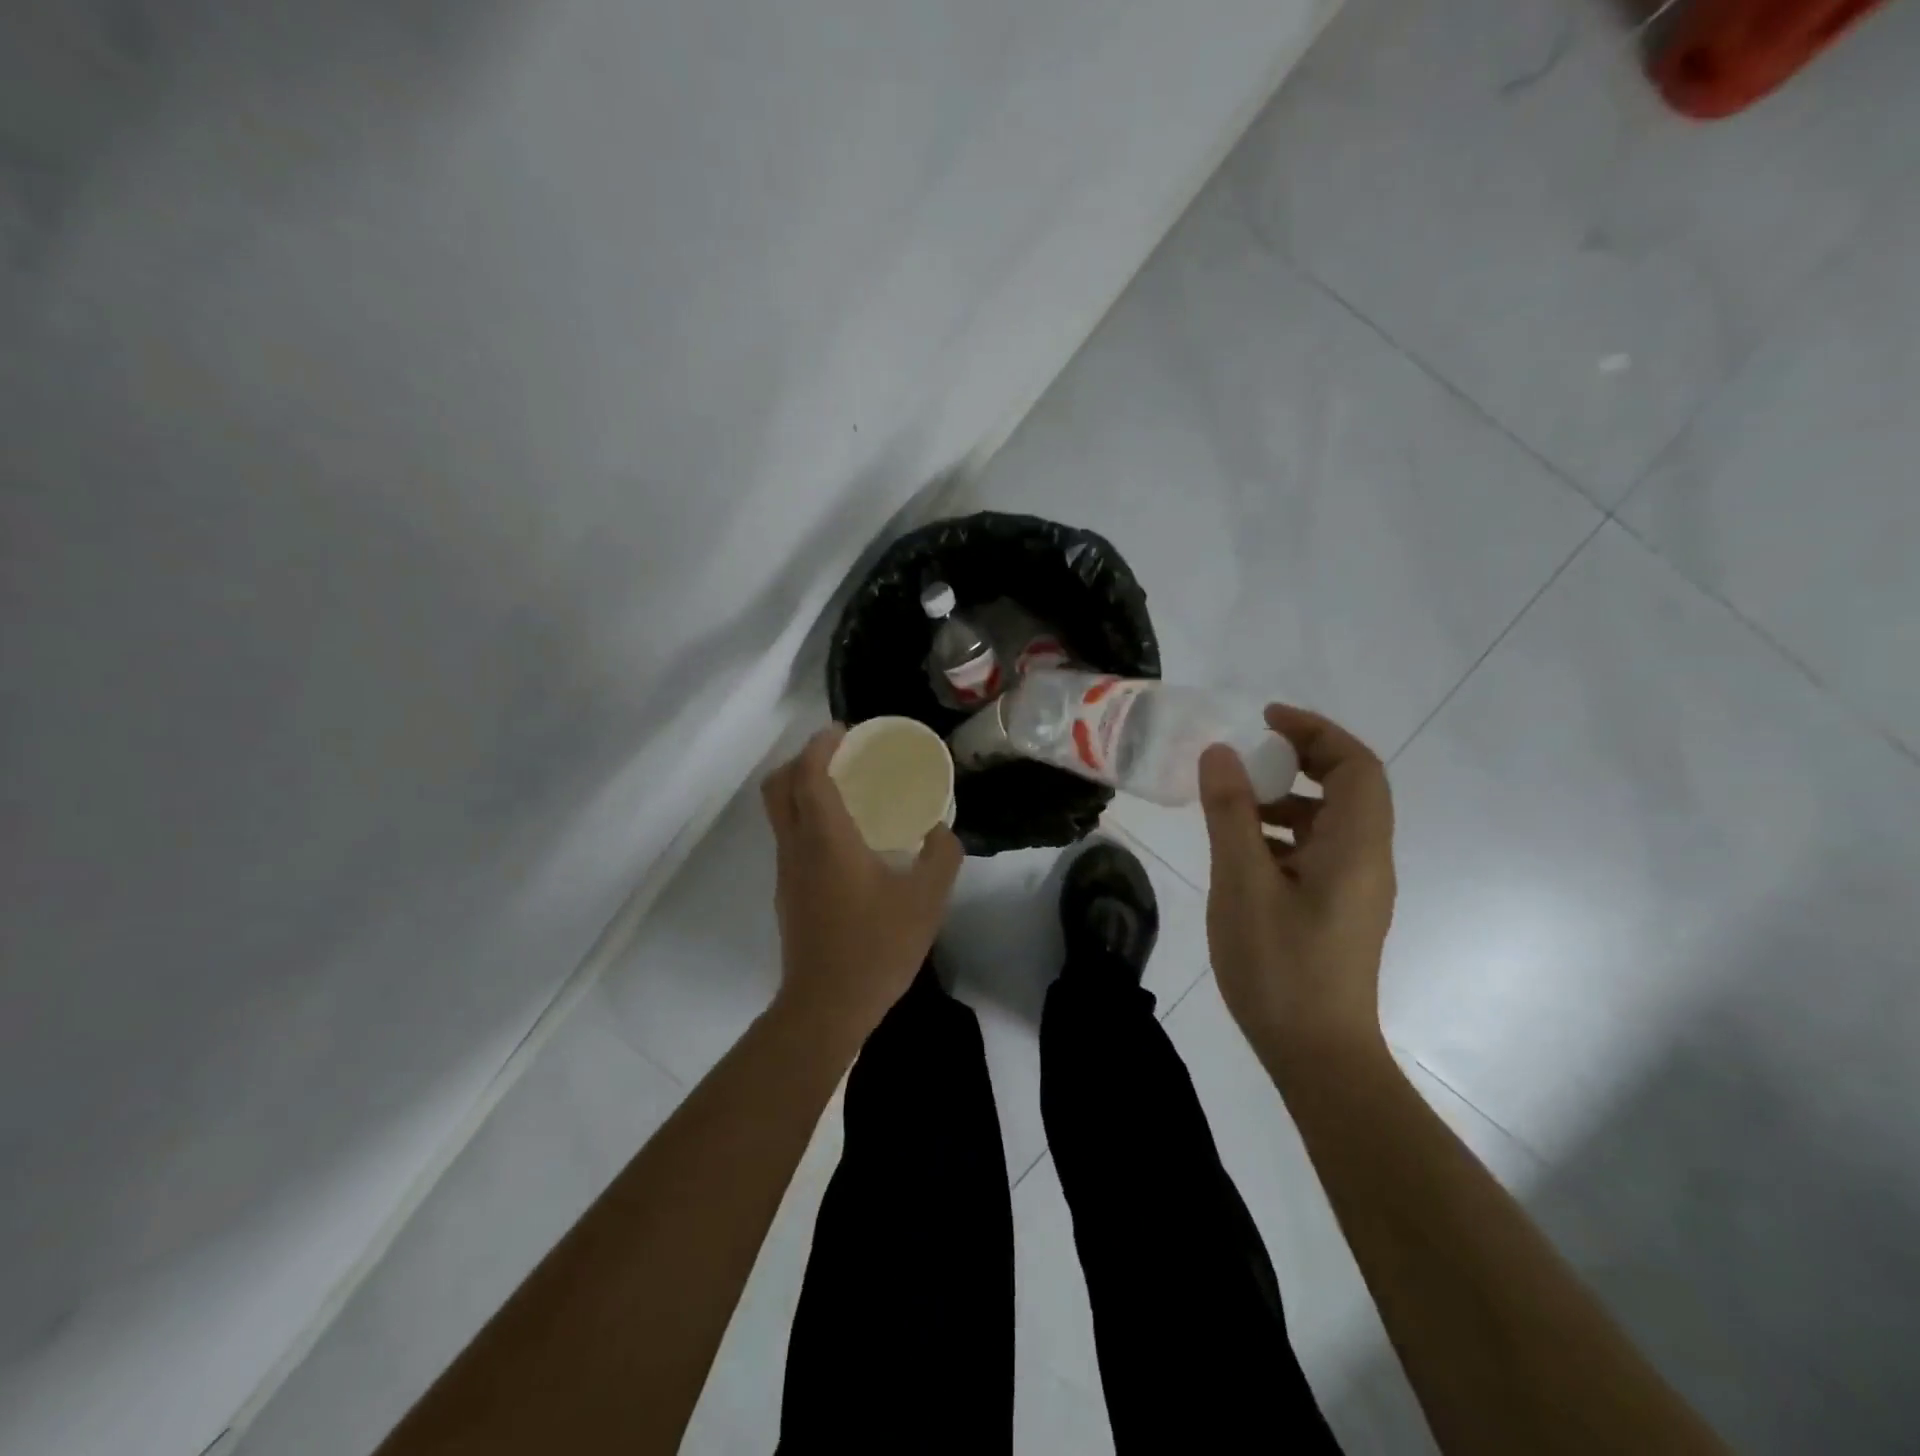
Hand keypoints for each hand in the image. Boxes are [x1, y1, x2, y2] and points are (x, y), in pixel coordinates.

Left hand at [760, 725, 964, 1042]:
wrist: (826, 1006)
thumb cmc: (876, 947)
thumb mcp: (926, 900)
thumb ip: (941, 857)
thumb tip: (941, 831)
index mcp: (826, 839)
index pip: (808, 774)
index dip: (820, 745)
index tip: (844, 731)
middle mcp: (797, 847)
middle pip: (778, 787)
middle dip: (802, 760)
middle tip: (839, 755)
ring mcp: (787, 872)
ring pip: (779, 813)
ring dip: (802, 789)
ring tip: (845, 790)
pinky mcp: (788, 893)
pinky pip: (789, 838)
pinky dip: (807, 818)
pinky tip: (844, 838)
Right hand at [1199, 705, 1396, 1079]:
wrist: (1317, 1054)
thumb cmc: (1280, 965)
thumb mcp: (1242, 882)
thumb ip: (1231, 813)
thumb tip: (1221, 752)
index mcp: (1356, 846)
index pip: (1355, 765)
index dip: (1315, 732)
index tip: (1265, 720)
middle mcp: (1367, 860)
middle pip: (1347, 788)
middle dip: (1300, 760)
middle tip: (1248, 754)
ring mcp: (1355, 888)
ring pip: (1329, 821)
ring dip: (1286, 799)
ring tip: (1232, 803)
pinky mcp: (1337, 910)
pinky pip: (1316, 851)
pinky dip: (1282, 834)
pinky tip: (1240, 850)